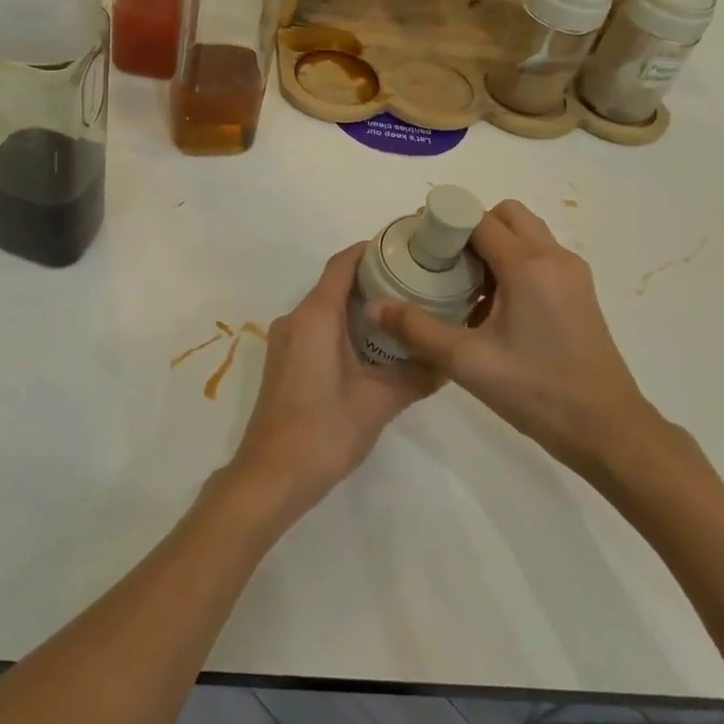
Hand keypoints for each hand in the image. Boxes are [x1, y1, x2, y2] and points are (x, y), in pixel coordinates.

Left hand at [226, 243, 441, 520]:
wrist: (272, 475)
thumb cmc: (324, 430)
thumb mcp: (379, 401)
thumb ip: (416, 375)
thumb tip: (450, 360)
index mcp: (315, 317)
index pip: (342, 265)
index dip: (371, 250)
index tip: (406, 248)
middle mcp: (295, 320)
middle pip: (335, 284)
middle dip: (374, 279)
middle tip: (418, 283)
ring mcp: (287, 342)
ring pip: (327, 309)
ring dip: (361, 306)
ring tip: (405, 312)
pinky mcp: (286, 362)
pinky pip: (318, 329)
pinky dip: (346, 327)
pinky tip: (377, 345)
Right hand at [369, 200, 663, 477]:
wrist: (607, 430)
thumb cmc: (536, 391)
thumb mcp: (466, 362)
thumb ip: (416, 329)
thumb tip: (373, 306)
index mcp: (528, 267)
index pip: (479, 219)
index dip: (445, 222)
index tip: (417, 240)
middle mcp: (554, 259)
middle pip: (507, 216)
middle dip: (470, 226)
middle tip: (441, 259)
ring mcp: (572, 275)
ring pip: (526, 235)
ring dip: (492, 244)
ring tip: (462, 282)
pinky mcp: (578, 294)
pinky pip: (539, 257)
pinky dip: (512, 262)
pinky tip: (490, 304)